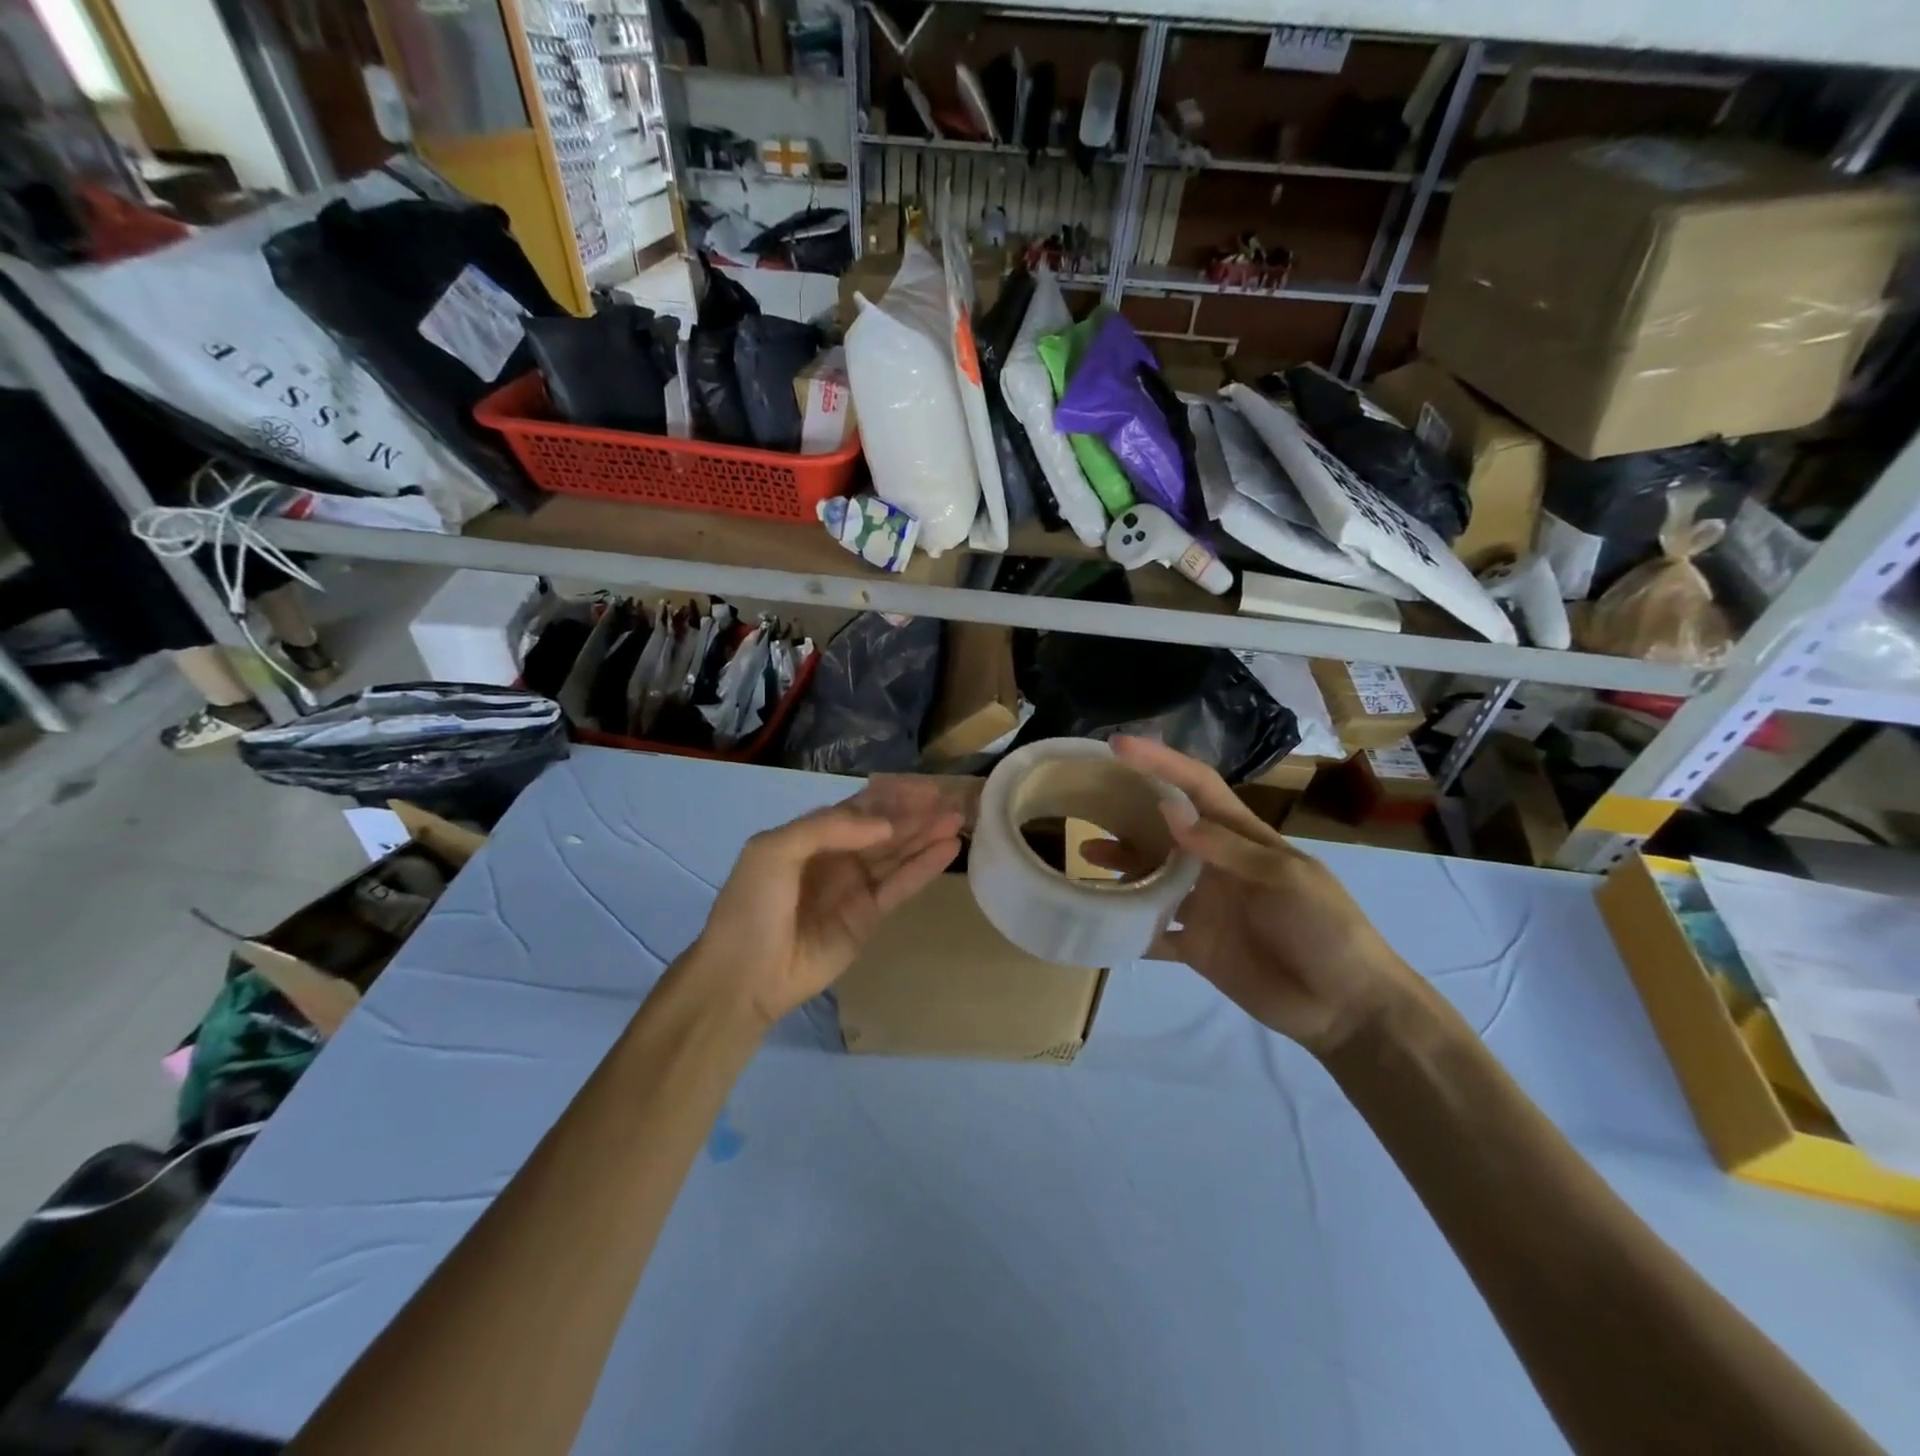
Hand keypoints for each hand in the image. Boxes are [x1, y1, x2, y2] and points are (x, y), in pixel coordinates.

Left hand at [688, 779, 964, 1026]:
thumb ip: (827, 828)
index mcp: (811, 835)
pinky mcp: (869, 916)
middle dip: (917, 813)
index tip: (926, 787)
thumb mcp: (773, 851)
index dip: (892, 796)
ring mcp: (855, 887)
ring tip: (959, 819)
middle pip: (885, 828)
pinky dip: (925, 867)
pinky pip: (901, 885)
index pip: (860, 807)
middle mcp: (838, 856)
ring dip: (927, 835)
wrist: (744, 975)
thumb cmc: (752, 906)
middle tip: (953, 801)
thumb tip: (885, 826)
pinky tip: (949, 849)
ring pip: (898, 854)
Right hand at [1084, 737, 1415, 1054]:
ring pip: (1151, 876)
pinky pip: (1152, 931)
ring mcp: (1204, 906)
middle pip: (1164, 828)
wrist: (1348, 1008)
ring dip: (1120, 864)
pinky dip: (1127, 926)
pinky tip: (1097, 920)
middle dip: (1128, 811)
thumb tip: (1170, 812)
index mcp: (1242, 838)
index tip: (1119, 746)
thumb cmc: (1326, 929)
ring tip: (1085, 855)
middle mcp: (1216, 865)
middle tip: (1084, 801)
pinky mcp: (1196, 946)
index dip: (1161, 763)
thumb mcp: (1286, 879)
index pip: (1196, 787)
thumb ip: (1227, 848)